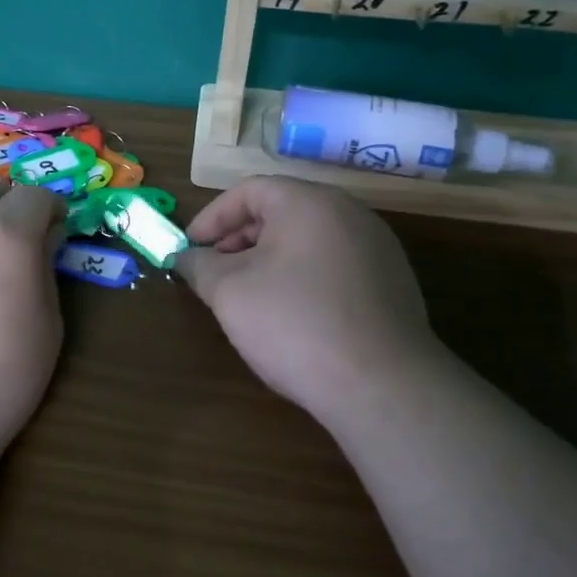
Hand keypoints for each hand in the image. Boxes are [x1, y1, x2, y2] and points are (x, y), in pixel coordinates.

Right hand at [176, 177, 439, 424]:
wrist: (382, 386)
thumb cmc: (295, 325)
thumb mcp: (229, 293)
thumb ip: (199, 266)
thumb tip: (184, 256)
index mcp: (309, 202)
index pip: (249, 190)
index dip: (211, 217)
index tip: (189, 249)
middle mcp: (349, 213)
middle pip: (281, 211)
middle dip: (239, 239)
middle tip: (214, 273)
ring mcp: (377, 248)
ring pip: (307, 239)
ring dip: (269, 259)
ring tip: (247, 296)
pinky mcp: (391, 283)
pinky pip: (334, 264)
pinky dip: (302, 276)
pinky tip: (291, 315)